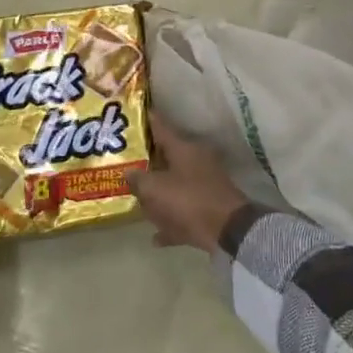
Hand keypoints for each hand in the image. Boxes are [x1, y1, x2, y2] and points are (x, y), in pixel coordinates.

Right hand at [127, 114, 248, 253]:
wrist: (227, 229)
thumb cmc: (188, 201)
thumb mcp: (155, 189)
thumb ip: (138, 179)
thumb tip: (128, 172)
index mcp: (184, 148)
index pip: (161, 127)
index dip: (145, 120)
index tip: (131, 115)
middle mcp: (195, 161)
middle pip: (166, 158)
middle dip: (148, 164)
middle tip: (125, 166)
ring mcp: (204, 184)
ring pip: (175, 185)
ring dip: (159, 195)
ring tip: (138, 201)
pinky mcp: (208, 207)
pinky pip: (183, 212)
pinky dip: (171, 222)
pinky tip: (155, 236)